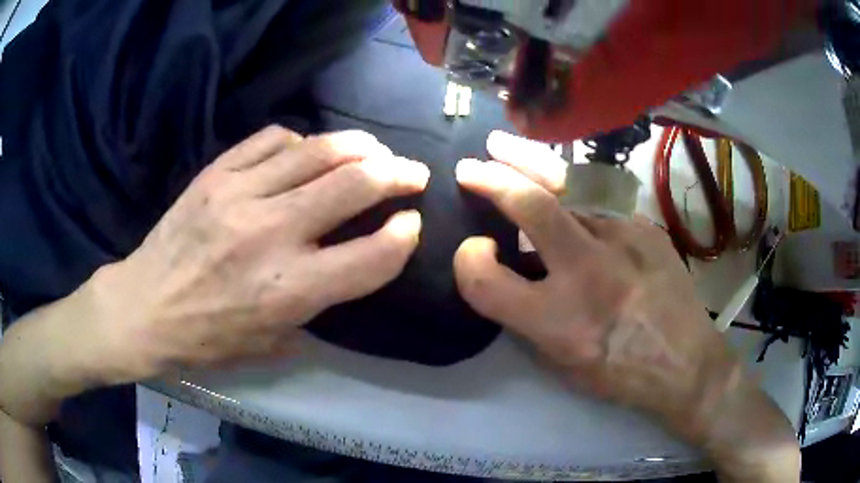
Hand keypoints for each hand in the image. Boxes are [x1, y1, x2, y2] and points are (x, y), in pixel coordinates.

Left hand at [93, 126, 428, 381]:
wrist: (144, 308)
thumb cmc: (208, 338)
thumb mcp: (273, 343)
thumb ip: (320, 305)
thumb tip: (354, 263)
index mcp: (289, 292)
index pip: (373, 256)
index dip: (404, 236)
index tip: (411, 224)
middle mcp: (271, 236)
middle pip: (354, 186)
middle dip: (398, 175)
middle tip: (413, 173)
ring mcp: (240, 195)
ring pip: (318, 151)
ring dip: (359, 147)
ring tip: (374, 150)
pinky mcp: (216, 173)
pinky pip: (272, 139)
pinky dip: (301, 141)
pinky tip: (306, 151)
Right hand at [454, 131, 798, 480]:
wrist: (687, 362)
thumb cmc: (621, 374)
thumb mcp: (562, 363)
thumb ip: (528, 316)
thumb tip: (511, 269)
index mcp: (560, 322)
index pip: (487, 281)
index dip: (468, 263)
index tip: (475, 251)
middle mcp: (589, 274)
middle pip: (530, 207)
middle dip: (492, 179)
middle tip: (469, 168)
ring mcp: (623, 240)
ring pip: (568, 188)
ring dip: (528, 163)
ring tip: (501, 145)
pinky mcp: (645, 226)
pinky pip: (599, 201)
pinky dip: (572, 192)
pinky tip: (564, 187)